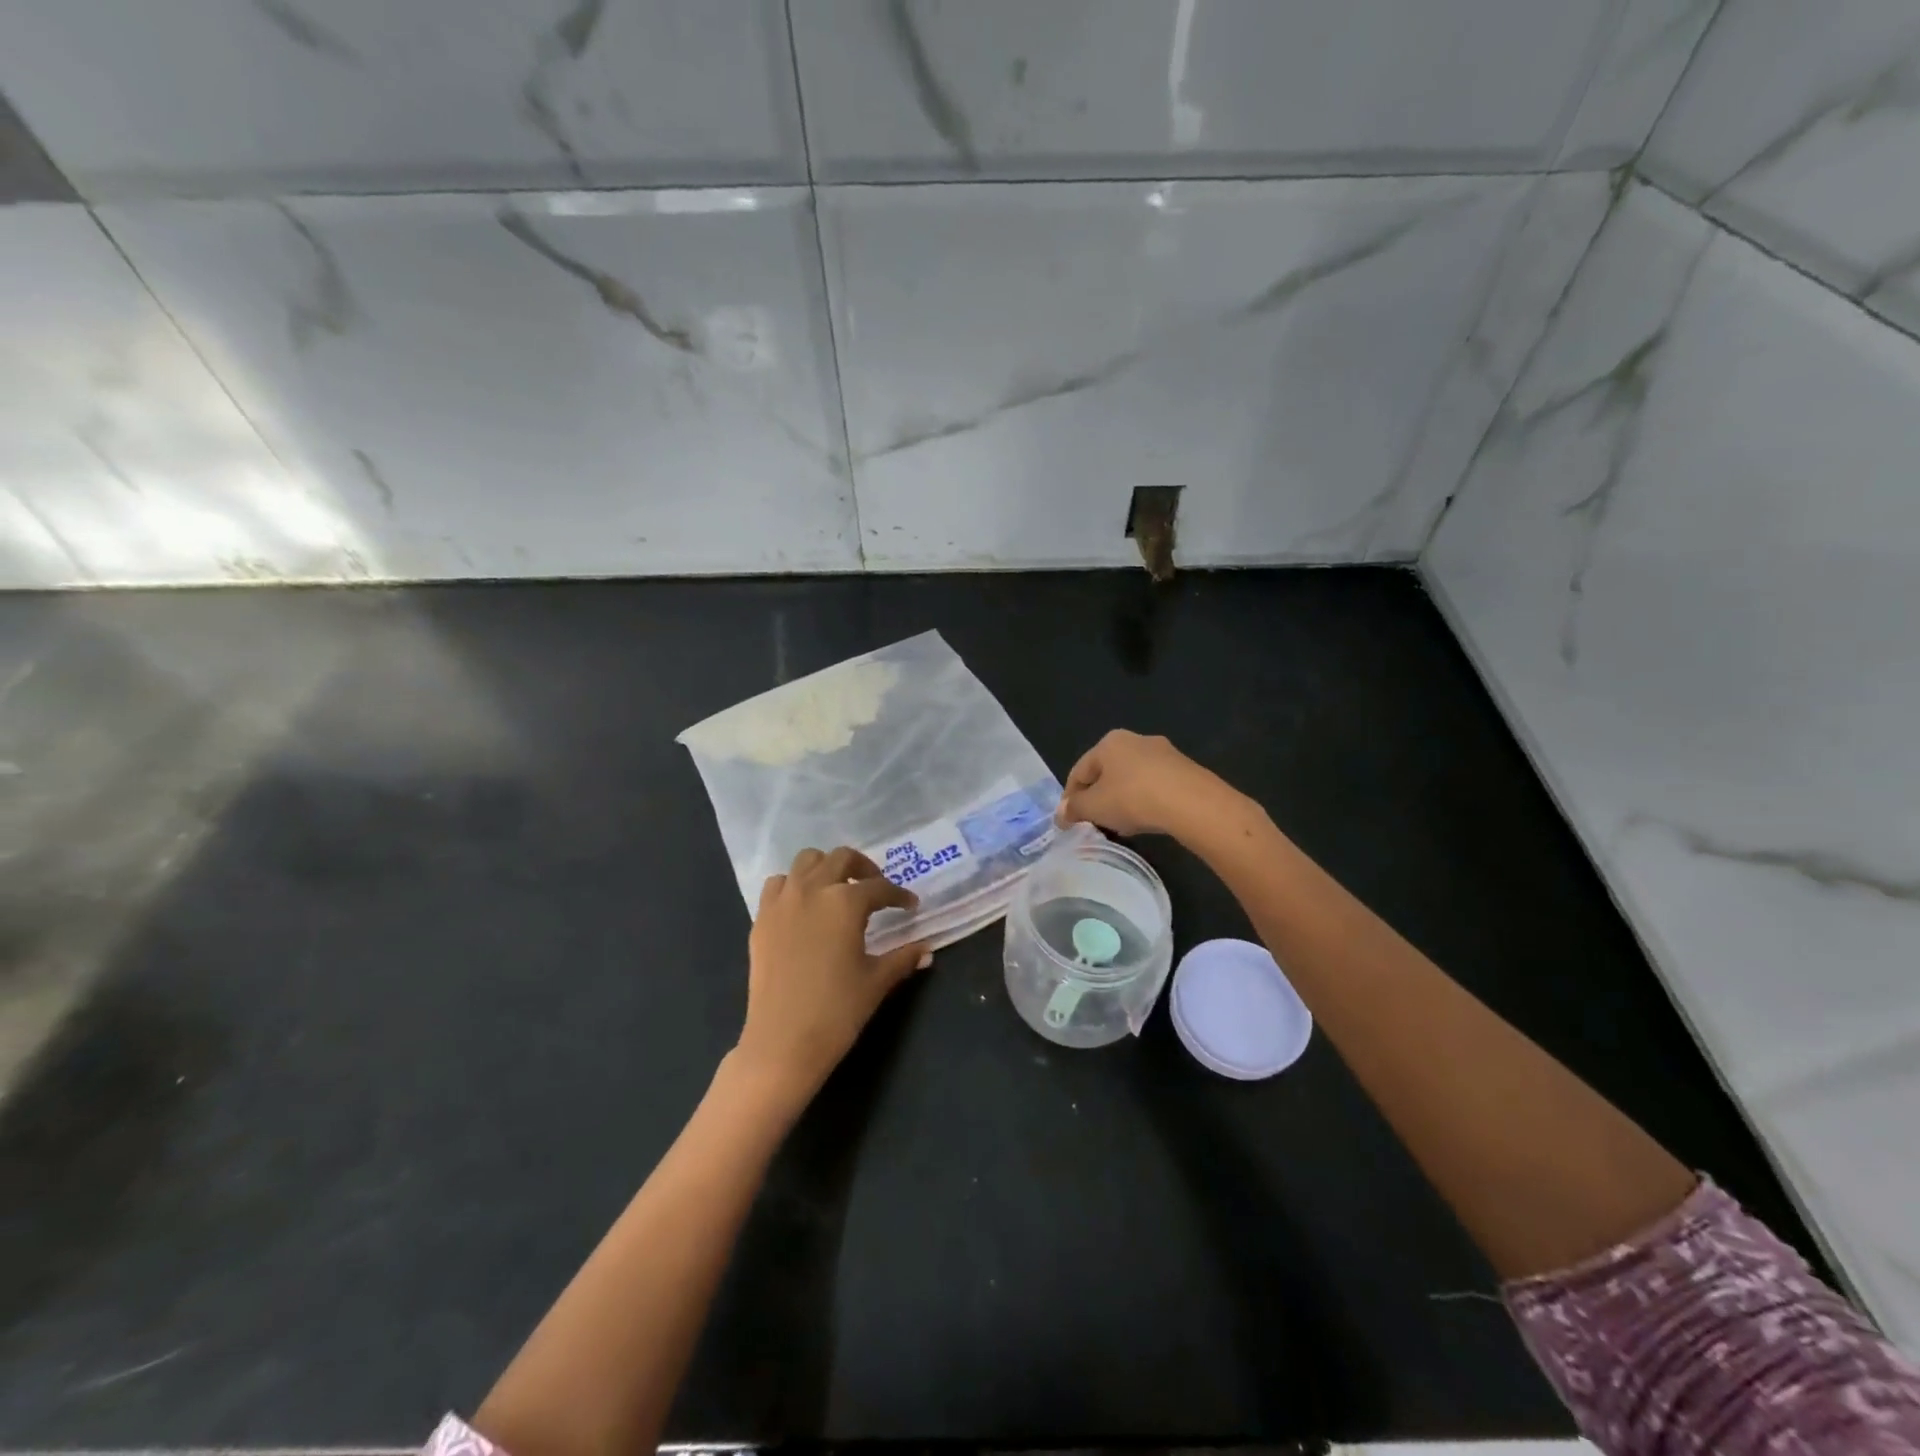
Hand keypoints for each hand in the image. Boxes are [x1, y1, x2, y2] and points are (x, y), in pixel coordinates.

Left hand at [736, 847, 932, 1101]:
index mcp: (846, 902)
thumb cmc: (837, 1011)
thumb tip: (926, 950)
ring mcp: (783, 902)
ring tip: (838, 888)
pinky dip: (794, 885)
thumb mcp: (876, 982)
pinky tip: (804, 906)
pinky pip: (778, 885)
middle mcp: (813, 890)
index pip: (880, 888)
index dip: (898, 895)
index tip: (909, 905)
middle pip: (841, 858)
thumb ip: (903, 958)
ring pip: (806, 861)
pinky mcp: (761, 919)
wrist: (782, 1042)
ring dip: (826, 867)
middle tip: (876, 887)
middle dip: (864, 867)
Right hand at [1055, 730, 1239, 838]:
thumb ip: (1074, 809)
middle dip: (1098, 799)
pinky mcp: (1184, 770)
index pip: (1079, 771)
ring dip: (1121, 801)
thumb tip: (1061, 814)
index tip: (1067, 821)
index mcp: (1108, 742)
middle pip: (1106, 773)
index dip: (1070, 798)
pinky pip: (1154, 786)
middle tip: (1094, 824)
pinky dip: (1145, 802)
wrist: (1191, 803)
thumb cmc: (1132, 798)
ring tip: (1120, 827)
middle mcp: (1135, 740)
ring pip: (1131, 780)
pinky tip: (1146, 821)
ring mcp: (1163, 753)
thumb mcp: (1094, 807)